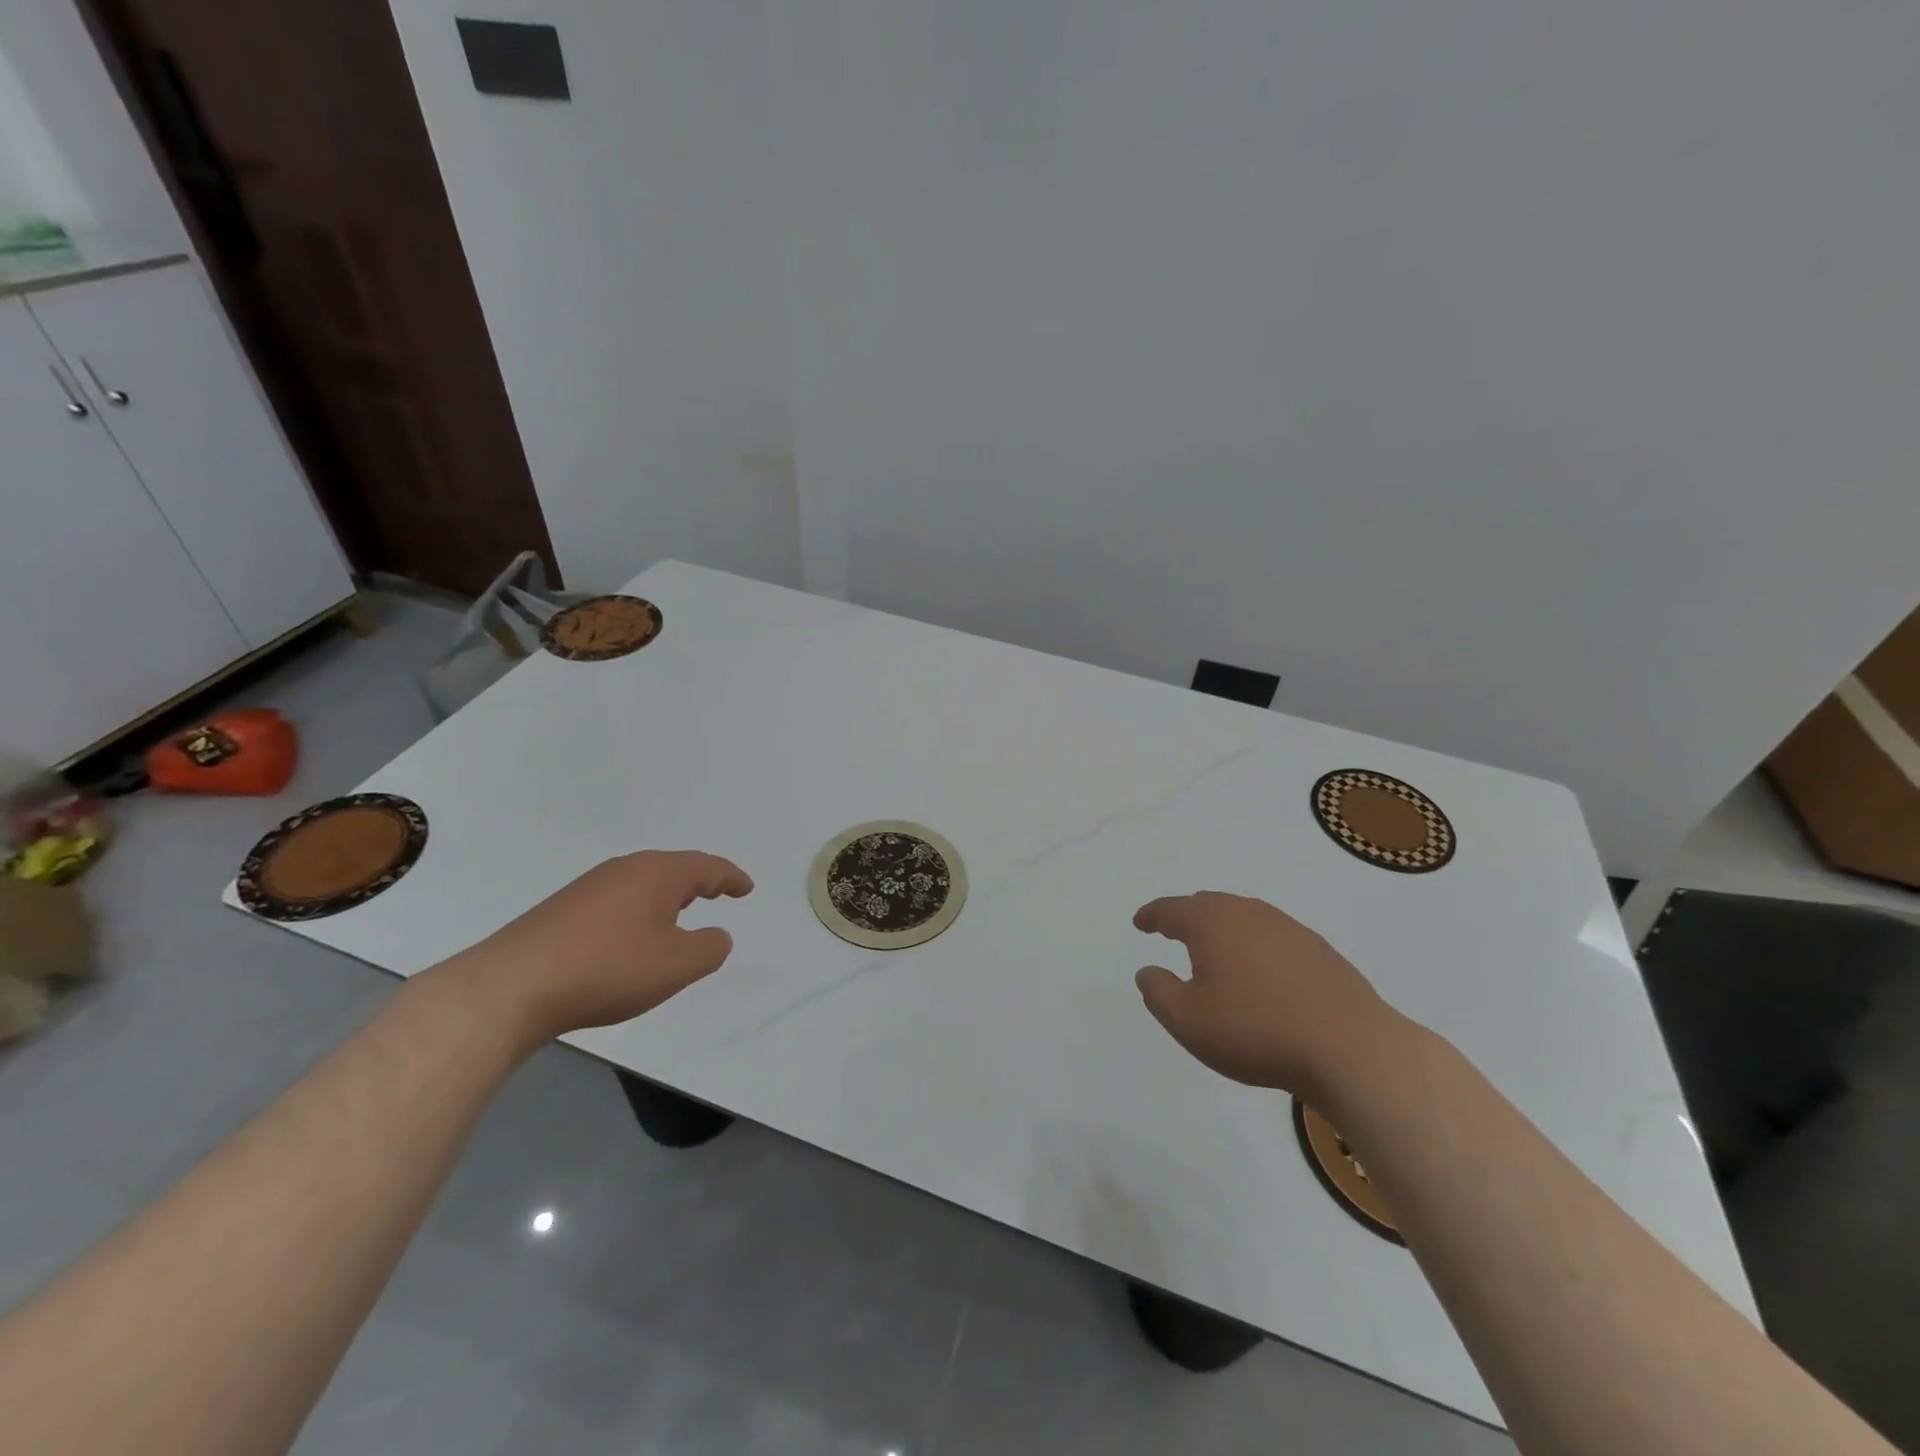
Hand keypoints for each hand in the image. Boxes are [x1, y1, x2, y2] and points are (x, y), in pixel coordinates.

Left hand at [443, 850, 753, 1047]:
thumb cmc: (608, 968)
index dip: (731, 877)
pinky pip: (618, 901)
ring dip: (667, 898)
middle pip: (673, 868)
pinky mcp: (563, 910)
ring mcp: (589, 888)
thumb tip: (716, 935)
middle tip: (718, 893)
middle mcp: (625, 870)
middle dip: (699, 882)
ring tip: (680, 915)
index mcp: (658, 874)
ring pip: (643, 884)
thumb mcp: (677, 965)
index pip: (707, 867)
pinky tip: (632, 937)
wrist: (511, 987)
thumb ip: (710, 947)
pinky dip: (639, 912)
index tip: (746, 888)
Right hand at [1133, 891, 1399, 1101]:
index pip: (1170, 910)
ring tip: (1215, 950)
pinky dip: (1254, 945)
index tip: (1140, 922)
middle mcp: (1247, 913)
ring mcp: (1287, 927)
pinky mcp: (1318, 949)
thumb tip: (1148, 970)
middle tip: (1172, 930)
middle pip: (1207, 905)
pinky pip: (1271, 936)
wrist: (1349, 1048)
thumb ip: (1158, 992)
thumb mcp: (1187, 1021)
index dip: (1151, 916)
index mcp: (1210, 923)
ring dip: (1223, 929)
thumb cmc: (1255, 1032)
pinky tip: (1260, 971)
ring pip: (1242, 917)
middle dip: (1186, 916)